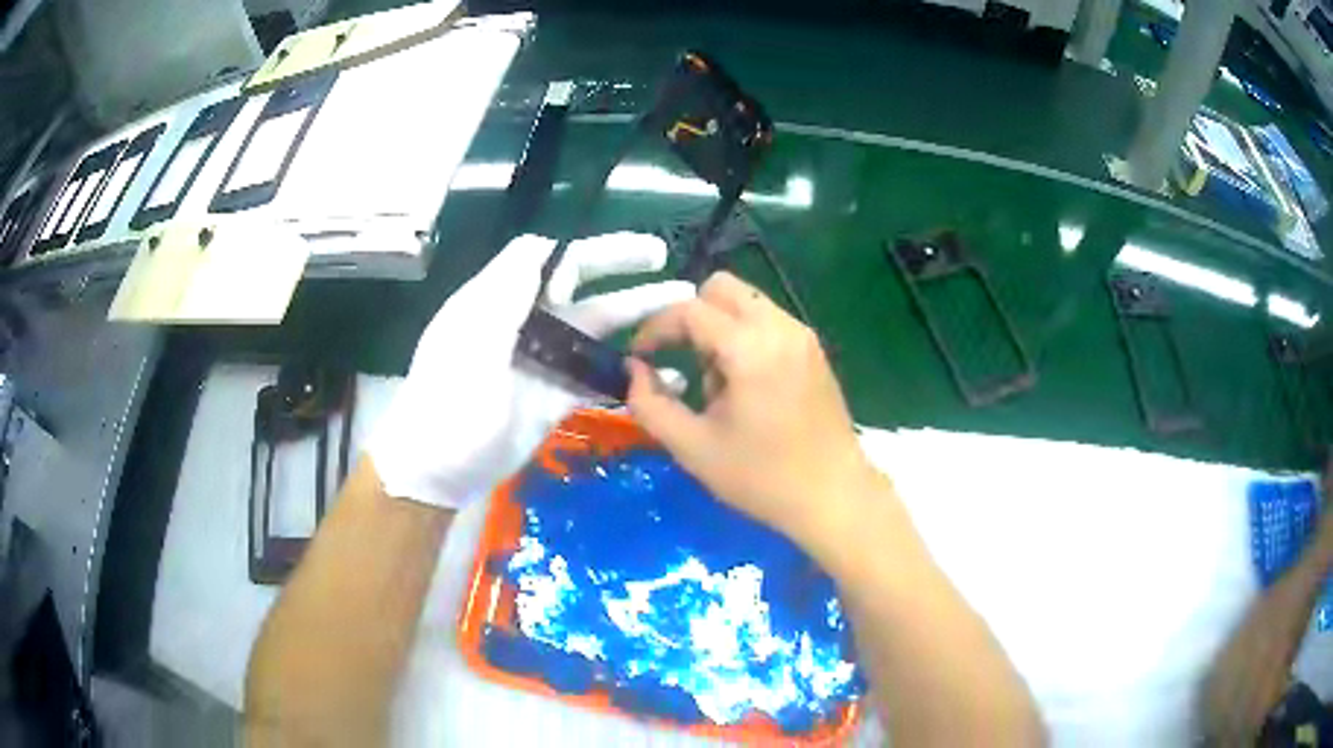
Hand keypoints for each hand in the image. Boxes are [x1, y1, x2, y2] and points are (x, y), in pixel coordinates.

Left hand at [370, 233, 693, 508]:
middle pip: (579, 284)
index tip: (583, 283)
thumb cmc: (449, 404)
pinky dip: (630, 375)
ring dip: (637, 316)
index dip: (571, 259)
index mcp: (498, 298)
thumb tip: (548, 246)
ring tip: (685, 309)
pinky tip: (669, 378)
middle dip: (620, 266)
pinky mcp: (556, 395)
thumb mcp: (471, 344)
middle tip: (663, 254)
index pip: (543, 257)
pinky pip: (599, 377)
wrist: (439, 471)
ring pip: (597, 328)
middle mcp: (525, 320)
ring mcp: (543, 360)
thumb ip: (507, 293)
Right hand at [625, 272, 875, 547]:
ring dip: (719, 328)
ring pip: (746, 303)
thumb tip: (634, 371)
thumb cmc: (761, 477)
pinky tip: (746, 386)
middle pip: (721, 287)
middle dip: (690, 316)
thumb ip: (650, 404)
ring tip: (718, 385)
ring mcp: (802, 336)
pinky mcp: (814, 350)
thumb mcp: (693, 447)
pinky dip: (744, 337)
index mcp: (750, 348)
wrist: (833, 497)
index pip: (689, 310)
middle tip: (680, 360)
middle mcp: (780, 327)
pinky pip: (767, 321)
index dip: (654, 328)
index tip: (639, 358)